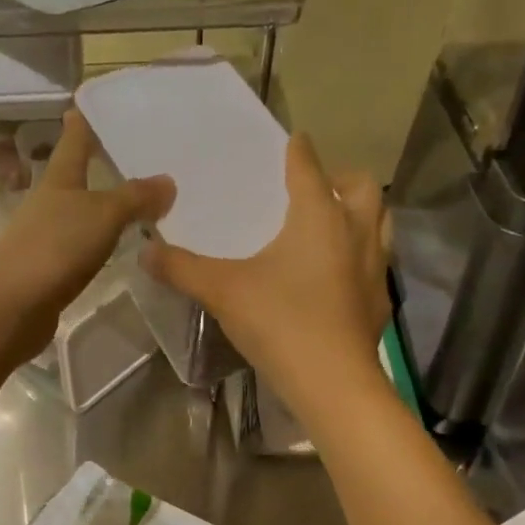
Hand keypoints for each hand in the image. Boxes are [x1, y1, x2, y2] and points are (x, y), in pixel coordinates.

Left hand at [0, 111, 173, 363]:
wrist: (10, 306)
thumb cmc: (54, 247)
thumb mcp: (102, 215)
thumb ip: (135, 198)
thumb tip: (168, 181)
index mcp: (59, 179)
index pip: (74, 140)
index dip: (84, 120)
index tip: (93, 102)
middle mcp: (50, 203)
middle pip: (77, 177)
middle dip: (101, 165)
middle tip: (139, 155)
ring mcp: (48, 238)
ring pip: (82, 214)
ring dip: (105, 208)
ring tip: (141, 203)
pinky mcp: (51, 271)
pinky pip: (84, 248)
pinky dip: (102, 243)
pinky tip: (121, 247)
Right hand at [143, 134, 390, 420]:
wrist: (332, 382)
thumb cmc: (279, 321)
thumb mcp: (221, 291)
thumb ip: (181, 268)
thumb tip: (144, 252)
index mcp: (318, 216)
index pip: (309, 167)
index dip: (299, 151)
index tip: (292, 142)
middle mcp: (355, 231)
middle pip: (361, 186)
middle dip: (340, 179)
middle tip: (315, 189)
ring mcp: (375, 268)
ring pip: (380, 222)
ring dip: (360, 215)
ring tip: (332, 227)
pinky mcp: (380, 302)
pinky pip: (377, 264)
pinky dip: (362, 258)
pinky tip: (339, 279)